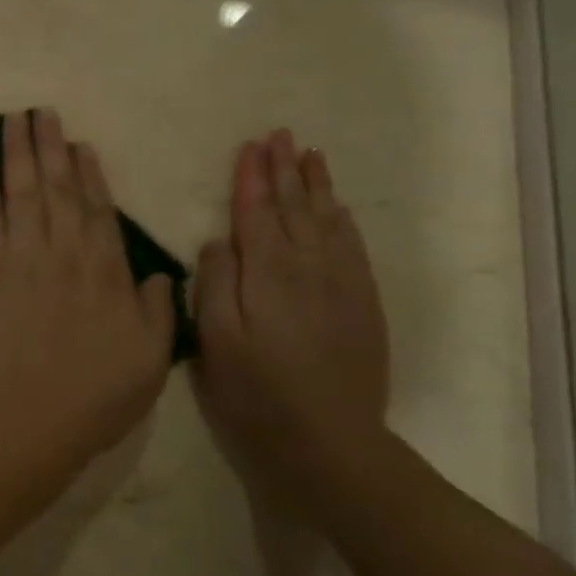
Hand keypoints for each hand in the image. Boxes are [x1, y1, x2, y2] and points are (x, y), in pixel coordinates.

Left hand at [0, 110, 175, 448]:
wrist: (26, 417)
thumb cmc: (95, 395)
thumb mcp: (151, 359)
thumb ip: (158, 311)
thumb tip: (159, 274)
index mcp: (106, 271)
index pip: (97, 210)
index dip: (88, 174)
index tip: (79, 144)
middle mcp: (63, 252)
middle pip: (56, 189)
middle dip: (49, 148)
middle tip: (42, 112)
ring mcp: (19, 258)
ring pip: (21, 193)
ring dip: (18, 154)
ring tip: (14, 120)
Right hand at [192, 129, 390, 497]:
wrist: (330, 440)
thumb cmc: (256, 392)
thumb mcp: (214, 340)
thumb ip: (213, 283)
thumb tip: (219, 241)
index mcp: (266, 273)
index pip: (256, 212)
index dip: (252, 178)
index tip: (251, 146)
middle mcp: (307, 267)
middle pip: (295, 207)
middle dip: (285, 169)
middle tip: (281, 135)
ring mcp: (341, 285)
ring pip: (327, 221)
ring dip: (317, 186)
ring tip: (311, 155)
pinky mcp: (363, 305)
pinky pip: (353, 248)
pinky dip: (343, 221)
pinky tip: (339, 209)